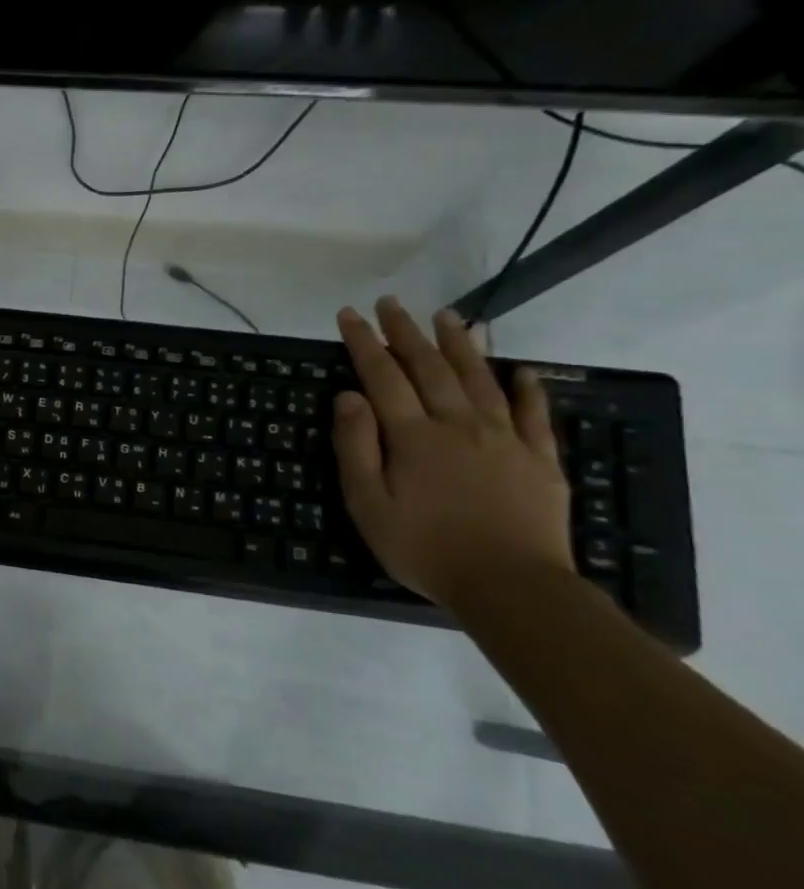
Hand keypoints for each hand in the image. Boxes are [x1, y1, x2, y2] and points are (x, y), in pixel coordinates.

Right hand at [332, 297, 573, 608]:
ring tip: (448, 317)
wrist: (511, 586)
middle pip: (430, 368)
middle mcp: (458, 425)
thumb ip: (355, 446)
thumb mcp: (367, 502)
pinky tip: (520, 369)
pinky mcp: (539, 459)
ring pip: (480, 379)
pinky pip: (532, 413)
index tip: (349, 315)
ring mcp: (504, 439)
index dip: (364, 343)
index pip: (382, 376)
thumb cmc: (424, 547)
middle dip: (407, 333)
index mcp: (413, 436)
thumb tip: (349, 396)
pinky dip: (526, 387)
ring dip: (460, 345)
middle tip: (391, 303)